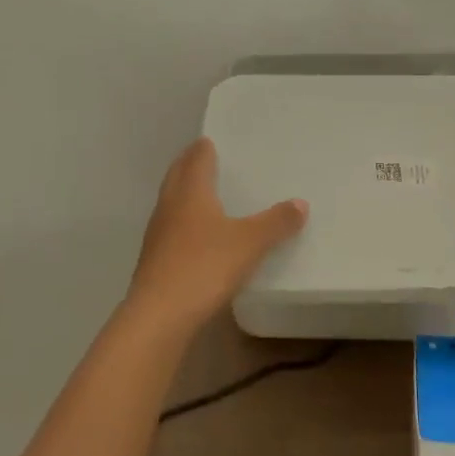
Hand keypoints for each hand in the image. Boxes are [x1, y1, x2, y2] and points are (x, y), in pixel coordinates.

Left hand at [128, 138, 307, 330]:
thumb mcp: (250, 243)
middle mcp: (170, 206)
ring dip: (184, 193)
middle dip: (189, 165)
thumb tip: (300, 203)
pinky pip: (170, 229)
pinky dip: (183, 221)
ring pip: (171, 202)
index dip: (203, 148)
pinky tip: (196, 235)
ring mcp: (157, 234)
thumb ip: (276, 222)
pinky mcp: (154, 260)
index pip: (196, 159)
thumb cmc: (205, 267)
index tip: (210, 140)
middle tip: (204, 158)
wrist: (159, 316)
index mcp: (191, 192)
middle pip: (177, 176)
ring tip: (203, 193)